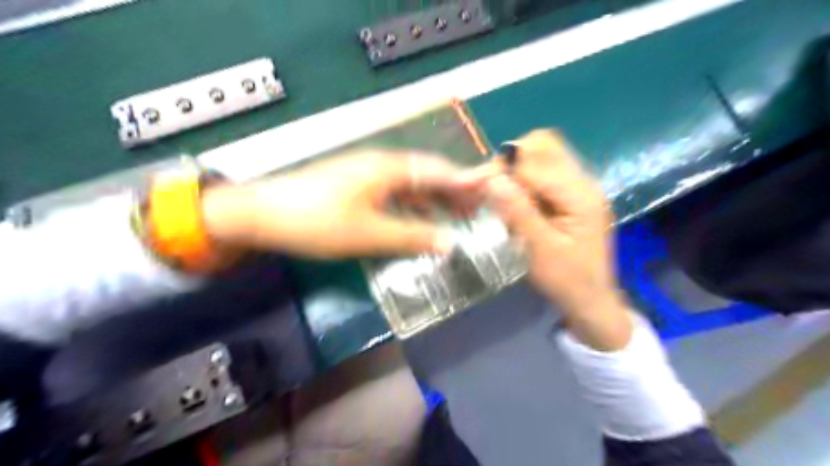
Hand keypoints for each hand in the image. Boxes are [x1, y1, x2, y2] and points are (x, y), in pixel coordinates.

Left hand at [201, 152, 487, 259]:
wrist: (261, 214)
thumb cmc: (317, 221)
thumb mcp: (369, 234)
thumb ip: (413, 237)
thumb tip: (450, 243)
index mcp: (388, 168)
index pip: (437, 170)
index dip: (465, 181)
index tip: (491, 191)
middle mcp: (381, 164)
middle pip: (426, 174)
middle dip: (453, 191)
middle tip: (476, 210)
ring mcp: (366, 174)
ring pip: (410, 184)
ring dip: (433, 200)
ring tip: (454, 218)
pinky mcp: (355, 186)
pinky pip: (393, 193)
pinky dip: (412, 206)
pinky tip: (418, 222)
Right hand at [487, 129, 628, 347]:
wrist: (592, 301)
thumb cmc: (567, 280)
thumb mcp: (539, 250)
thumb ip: (517, 211)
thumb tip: (491, 178)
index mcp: (580, 195)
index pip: (535, 162)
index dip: (501, 168)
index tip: (474, 184)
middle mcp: (583, 182)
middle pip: (545, 145)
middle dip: (511, 159)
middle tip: (491, 186)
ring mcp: (579, 187)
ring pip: (544, 154)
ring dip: (517, 167)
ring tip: (500, 192)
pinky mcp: (572, 195)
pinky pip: (544, 171)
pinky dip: (524, 178)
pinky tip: (515, 199)